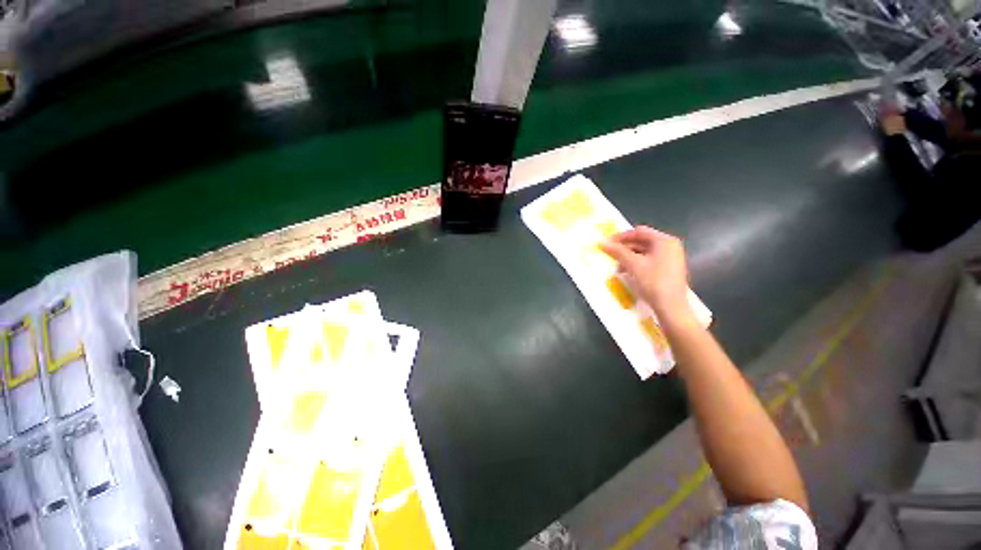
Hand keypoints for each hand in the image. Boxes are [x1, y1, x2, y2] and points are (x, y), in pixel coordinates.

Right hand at [600, 227, 694, 323]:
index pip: (638, 232)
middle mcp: (670, 246)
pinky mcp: (669, 269)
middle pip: (642, 241)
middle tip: (610, 255)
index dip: (620, 237)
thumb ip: (617, 251)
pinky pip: (649, 260)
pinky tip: (627, 272)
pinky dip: (636, 264)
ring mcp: (671, 258)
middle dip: (624, 248)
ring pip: (644, 252)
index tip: (606, 244)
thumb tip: (602, 242)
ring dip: (628, 257)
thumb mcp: (633, 265)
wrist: (671, 307)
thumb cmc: (653, 282)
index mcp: (664, 241)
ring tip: (617, 267)